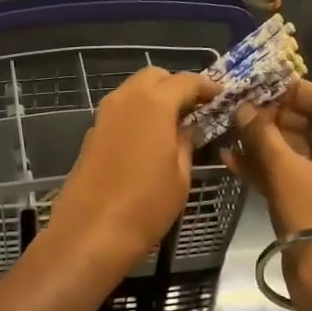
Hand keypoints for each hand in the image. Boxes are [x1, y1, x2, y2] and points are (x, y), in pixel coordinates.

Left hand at [43, 68, 216, 280]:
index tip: (220, 98)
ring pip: (132, 92)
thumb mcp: (181, 176)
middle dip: (175, 86)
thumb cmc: (146, 205)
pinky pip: (119, 113)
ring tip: (174, 125)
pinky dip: (137, 115)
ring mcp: (103, 117)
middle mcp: (125, 100)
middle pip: (153, 77)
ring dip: (154, 99)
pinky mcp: (91, 136)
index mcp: (153, 103)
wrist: (91, 233)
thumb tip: (189, 128)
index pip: (185, 81)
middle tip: (195, 109)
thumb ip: (187, 143)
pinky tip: (149, 140)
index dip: (206, 87)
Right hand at [223, 79, 311, 240]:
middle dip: (271, 117)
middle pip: (307, 124)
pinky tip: (230, 160)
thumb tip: (244, 108)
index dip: (296, 90)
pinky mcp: (306, 204)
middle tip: (239, 110)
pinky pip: (283, 176)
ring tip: (228, 132)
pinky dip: (261, 167)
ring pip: (291, 152)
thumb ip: (262, 135)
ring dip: (261, 142)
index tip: (263, 88)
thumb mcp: (285, 168)